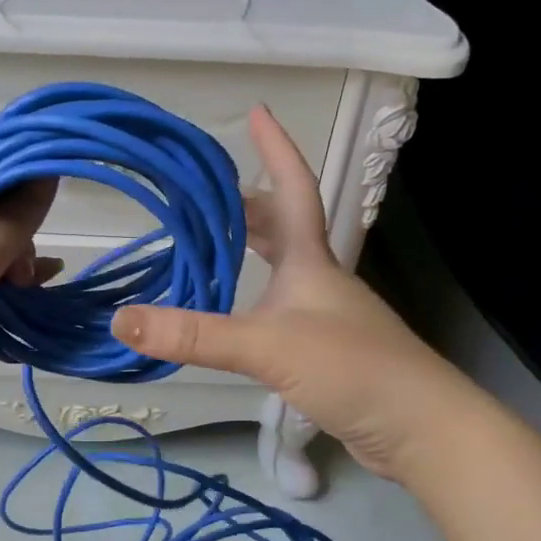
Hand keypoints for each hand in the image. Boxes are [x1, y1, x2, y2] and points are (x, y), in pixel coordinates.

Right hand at [110, 105, 444, 478]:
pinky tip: (237, 317)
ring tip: (211, 250)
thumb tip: (120, 322)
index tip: (258, 111)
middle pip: (284, 228)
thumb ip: (194, 336)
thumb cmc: (350, 368)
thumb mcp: (265, 346)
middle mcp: (320, 280)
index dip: (276, 149)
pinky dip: (254, 300)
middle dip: (248, 206)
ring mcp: (327, 317)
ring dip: (252, 253)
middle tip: (206, 197)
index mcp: (311, 261)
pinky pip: (282, 310)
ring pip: (283, 270)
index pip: (295, 188)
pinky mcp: (327, 352)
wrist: (420, 429)